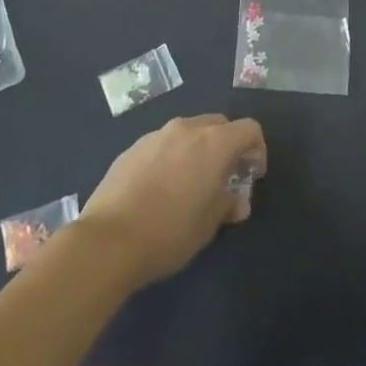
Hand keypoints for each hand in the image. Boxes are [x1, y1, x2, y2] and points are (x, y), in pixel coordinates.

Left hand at [80, 114, 265, 290]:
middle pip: (218, 125)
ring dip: (198, 150)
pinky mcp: (132, 148)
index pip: (249, 129)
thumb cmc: (169, 232)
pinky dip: (172, 157)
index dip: (257, 149)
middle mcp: (186, 129)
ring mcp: (156, 135)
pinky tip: (161, 188)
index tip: (253, 175)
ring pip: (188, 132)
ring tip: (191, 183)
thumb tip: (236, 201)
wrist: (108, 240)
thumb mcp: (208, 226)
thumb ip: (226, 205)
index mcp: (213, 143)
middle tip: (225, 178)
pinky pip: (163, 144)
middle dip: (227, 146)